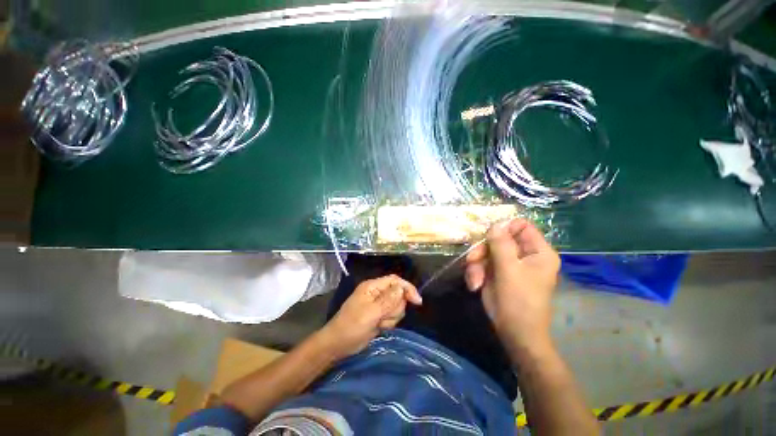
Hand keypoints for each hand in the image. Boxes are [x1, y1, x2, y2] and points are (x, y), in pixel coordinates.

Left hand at [322, 274, 421, 358]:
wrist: (338, 345)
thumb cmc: (351, 326)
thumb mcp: (370, 313)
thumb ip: (387, 300)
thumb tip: (402, 288)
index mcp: (373, 287)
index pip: (395, 281)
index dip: (407, 288)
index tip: (417, 301)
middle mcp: (377, 293)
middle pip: (398, 294)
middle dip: (395, 308)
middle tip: (383, 317)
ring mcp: (379, 305)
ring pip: (397, 307)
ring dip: (391, 317)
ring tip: (379, 323)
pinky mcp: (379, 315)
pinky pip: (393, 316)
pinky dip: (389, 323)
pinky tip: (379, 327)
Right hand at [464, 219, 559, 350]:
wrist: (514, 332)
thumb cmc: (518, 301)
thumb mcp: (509, 270)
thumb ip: (501, 244)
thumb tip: (494, 225)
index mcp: (537, 252)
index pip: (522, 226)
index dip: (504, 228)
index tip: (488, 237)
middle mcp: (523, 255)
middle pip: (499, 239)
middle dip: (483, 250)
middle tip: (473, 260)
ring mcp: (508, 264)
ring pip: (486, 251)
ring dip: (476, 264)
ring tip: (474, 280)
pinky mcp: (496, 273)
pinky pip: (482, 263)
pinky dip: (476, 273)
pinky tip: (475, 285)